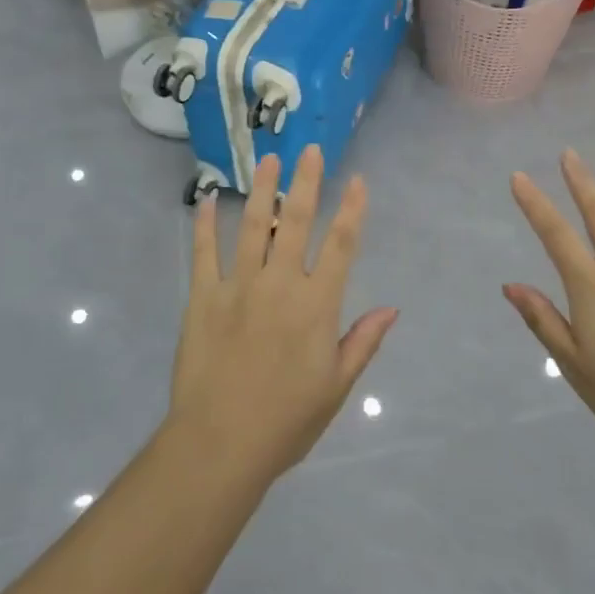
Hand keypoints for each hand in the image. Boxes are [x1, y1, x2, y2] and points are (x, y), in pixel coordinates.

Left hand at [169, 147, 396, 484]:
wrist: (220, 444)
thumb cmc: (287, 420)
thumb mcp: (337, 387)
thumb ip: (363, 342)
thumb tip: (392, 308)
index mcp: (316, 305)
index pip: (340, 246)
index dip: (351, 210)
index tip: (356, 180)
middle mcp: (280, 284)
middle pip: (297, 222)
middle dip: (307, 182)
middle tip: (310, 149)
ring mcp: (238, 287)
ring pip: (253, 227)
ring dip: (262, 190)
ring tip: (267, 160)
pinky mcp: (202, 298)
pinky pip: (204, 253)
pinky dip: (204, 225)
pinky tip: (205, 200)